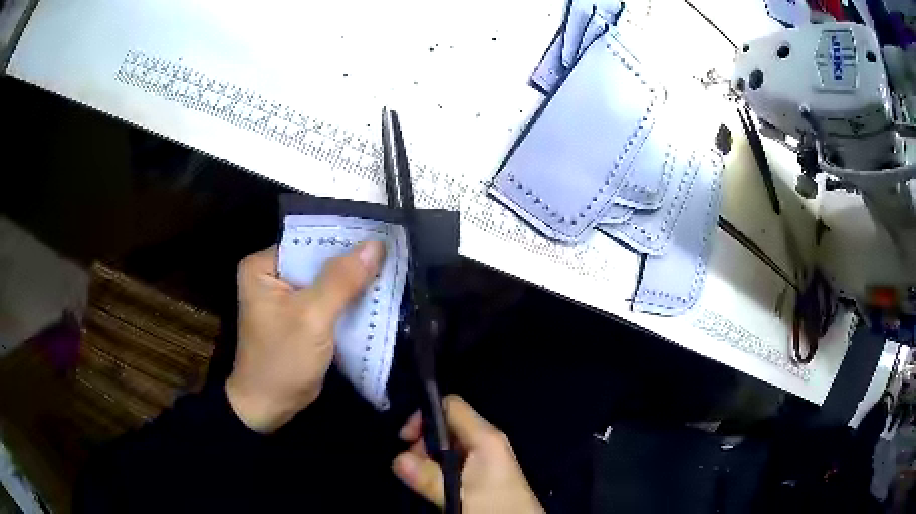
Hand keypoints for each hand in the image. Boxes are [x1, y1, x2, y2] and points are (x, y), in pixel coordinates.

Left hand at [226, 241, 384, 431]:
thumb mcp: (313, 317)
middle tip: (392, 254)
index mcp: (263, 266)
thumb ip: (342, 280)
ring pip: (327, 281)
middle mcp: (272, 275)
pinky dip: (348, 301)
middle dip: (352, 263)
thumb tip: (375, 244)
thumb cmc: (282, 360)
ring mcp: (286, 297)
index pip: (308, 241)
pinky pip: (328, 300)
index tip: (380, 237)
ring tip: (391, 270)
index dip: (343, 239)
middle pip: (319, 260)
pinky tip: (376, 296)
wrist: (270, 407)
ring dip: (354, 283)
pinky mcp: (299, 316)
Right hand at [392, 395, 543, 512]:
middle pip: (448, 424)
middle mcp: (488, 441)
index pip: (451, 405)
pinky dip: (441, 467)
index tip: (405, 439)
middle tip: (411, 464)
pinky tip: (435, 484)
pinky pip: (458, 459)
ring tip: (421, 478)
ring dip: (430, 457)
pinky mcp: (487, 472)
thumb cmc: (495, 508)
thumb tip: (397, 459)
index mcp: (486, 437)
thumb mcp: (458, 494)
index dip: (424, 415)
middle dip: (424, 440)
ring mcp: (488, 457)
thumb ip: (427, 477)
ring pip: (451, 444)